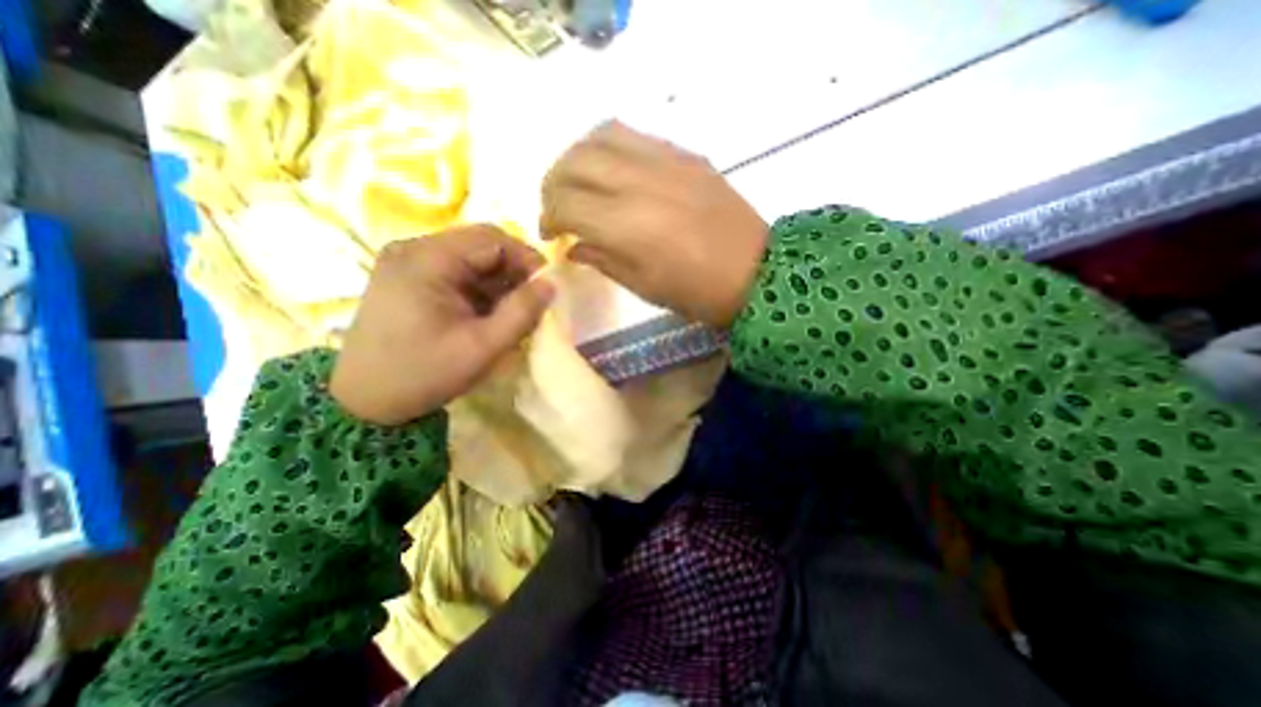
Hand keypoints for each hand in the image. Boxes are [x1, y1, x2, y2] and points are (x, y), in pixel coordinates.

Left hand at [330, 227, 553, 424]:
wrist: (366, 401)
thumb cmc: (425, 373)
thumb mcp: (483, 347)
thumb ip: (522, 313)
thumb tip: (551, 284)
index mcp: (426, 260)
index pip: (492, 239)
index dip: (526, 258)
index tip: (547, 287)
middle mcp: (413, 249)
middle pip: (481, 243)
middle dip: (514, 270)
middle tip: (532, 300)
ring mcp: (408, 261)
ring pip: (471, 257)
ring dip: (499, 280)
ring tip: (512, 310)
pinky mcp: (409, 276)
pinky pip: (457, 270)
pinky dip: (481, 287)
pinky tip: (488, 311)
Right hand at [540, 122, 767, 328]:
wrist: (756, 273)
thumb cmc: (696, 292)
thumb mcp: (642, 287)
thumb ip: (601, 259)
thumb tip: (573, 244)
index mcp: (626, 225)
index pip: (564, 202)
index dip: (548, 216)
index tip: (552, 233)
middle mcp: (639, 181)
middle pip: (573, 161)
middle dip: (553, 184)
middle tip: (558, 207)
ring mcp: (665, 160)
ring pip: (599, 135)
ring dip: (577, 157)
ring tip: (579, 183)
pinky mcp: (685, 153)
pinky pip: (633, 135)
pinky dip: (608, 148)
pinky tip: (612, 171)